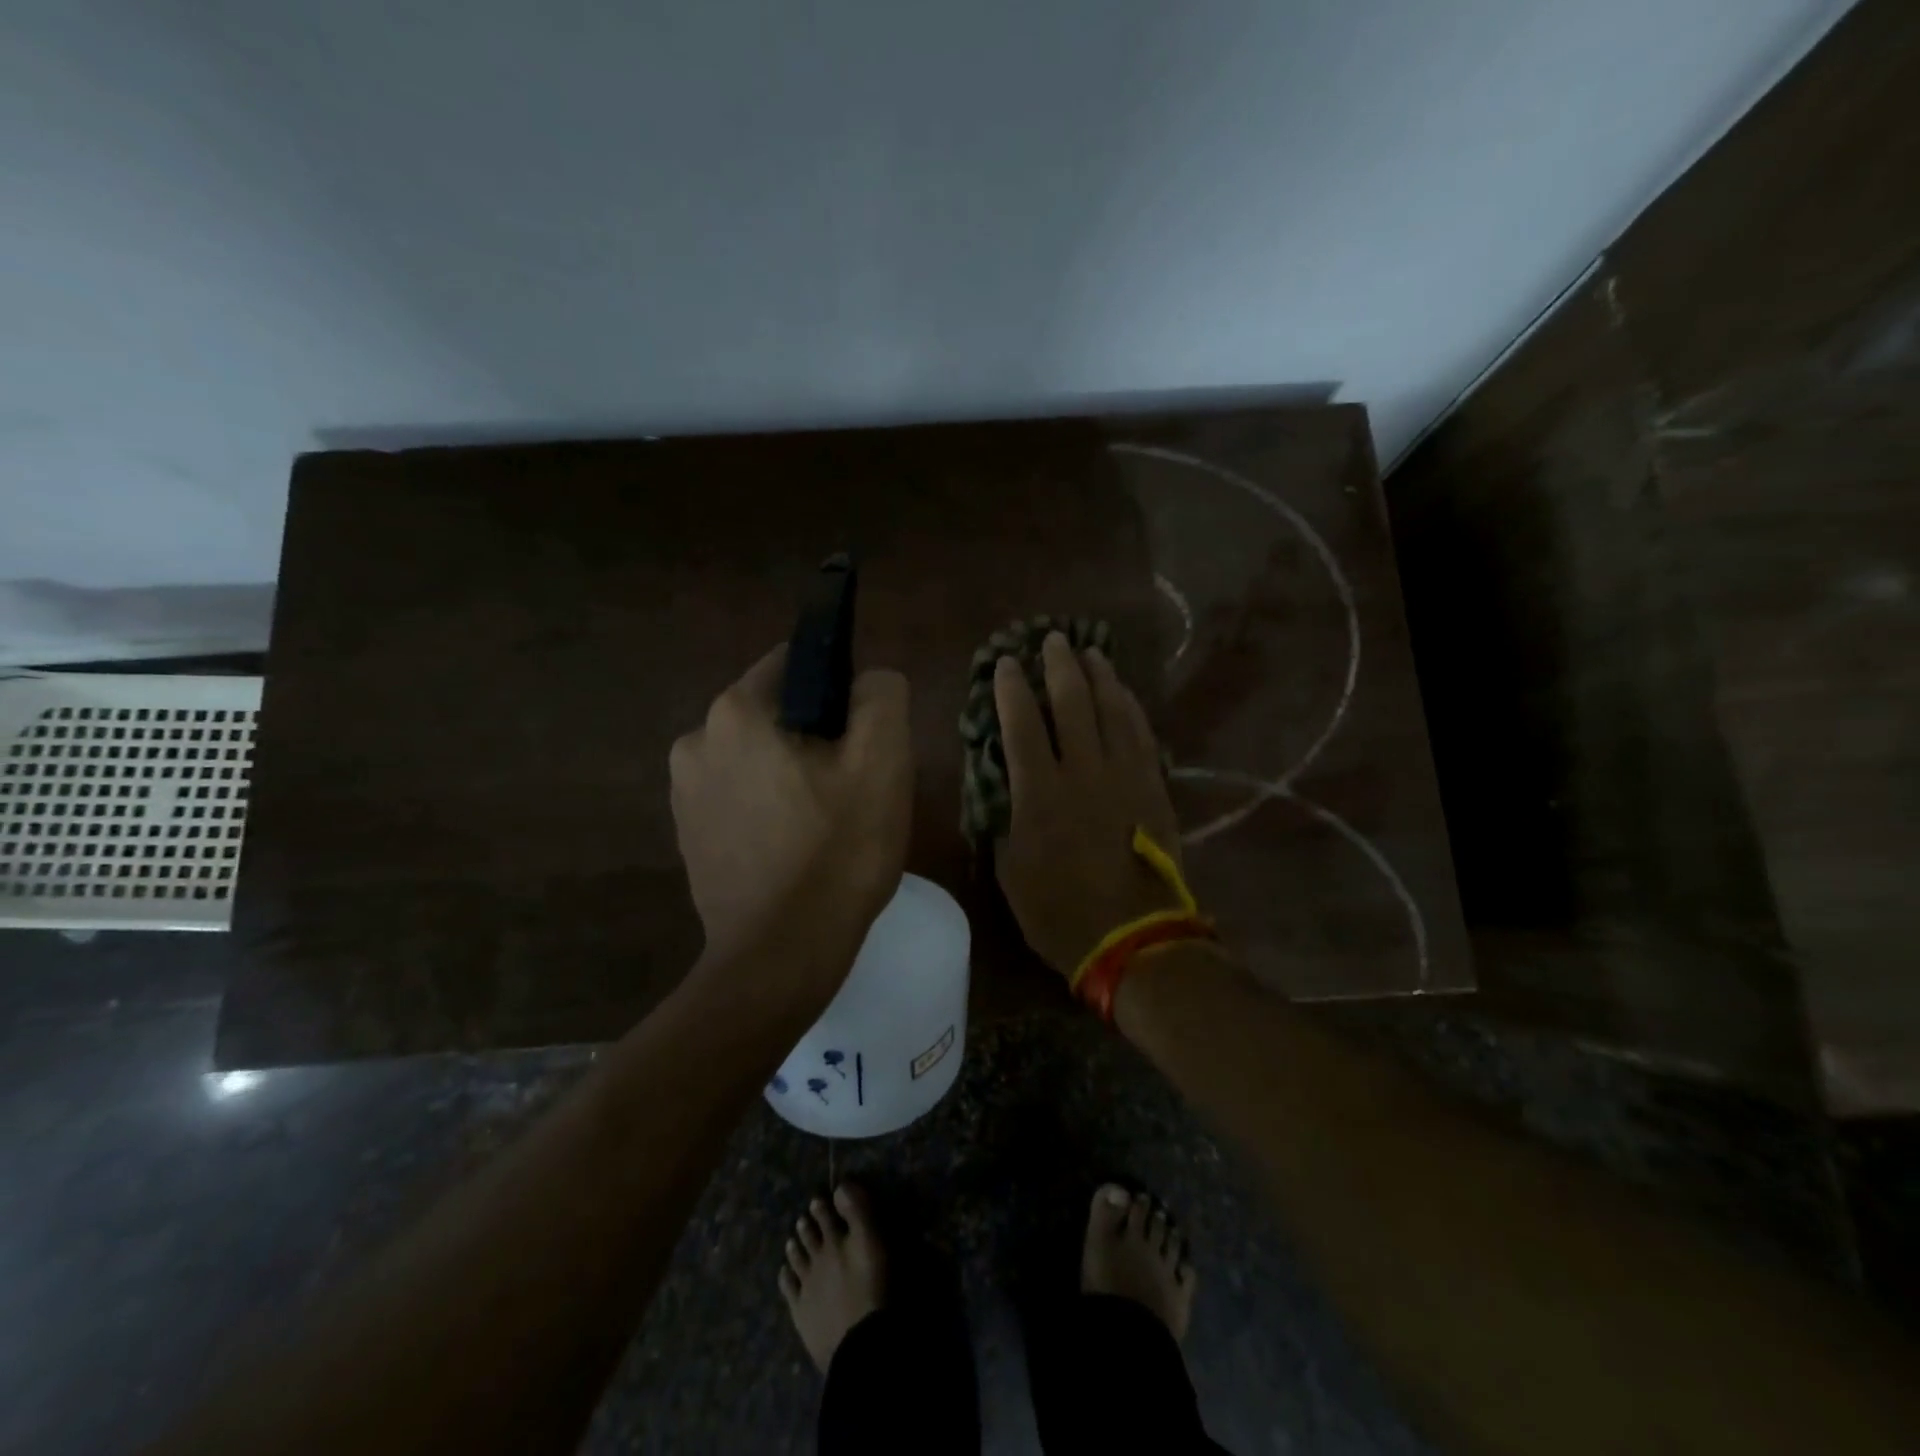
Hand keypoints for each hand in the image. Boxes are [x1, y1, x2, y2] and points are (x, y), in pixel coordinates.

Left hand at [670, 646, 912, 1000]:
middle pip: (776, 713)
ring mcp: (683, 792)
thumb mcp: (883, 762)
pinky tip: (795, 847)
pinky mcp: (687, 834)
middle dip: (816, 736)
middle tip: (853, 786)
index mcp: (736, 712)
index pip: (796, 663)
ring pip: (758, 756)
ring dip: (791, 773)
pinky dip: (768, 806)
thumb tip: (868, 681)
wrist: (780, 956)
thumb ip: (882, 696)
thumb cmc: (837, 852)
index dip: (840, 691)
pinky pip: (739, 796)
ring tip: (826, 822)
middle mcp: (695, 740)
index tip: (863, 737)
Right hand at [993, 632, 1183, 978]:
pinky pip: (1142, 734)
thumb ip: (1007, 822)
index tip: (1006, 663)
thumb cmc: (1059, 911)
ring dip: (1098, 677)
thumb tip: (1007, 792)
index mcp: (1039, 793)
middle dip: (1058, 666)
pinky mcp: (1153, 786)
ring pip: (1111, 710)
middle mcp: (1082, 772)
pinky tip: (1123, 693)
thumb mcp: (1012, 871)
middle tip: (1051, 640)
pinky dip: (1130, 708)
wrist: (1133, 937)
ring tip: (1089, 653)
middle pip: (1071, 703)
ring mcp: (1123, 775)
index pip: (1021, 725)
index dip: (1012, 690)